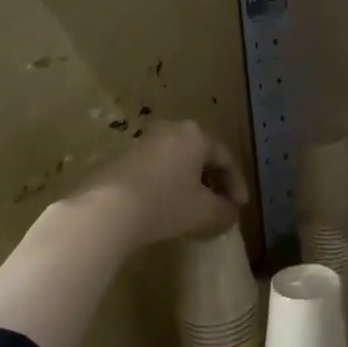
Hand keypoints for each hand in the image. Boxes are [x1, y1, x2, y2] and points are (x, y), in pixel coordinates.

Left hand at [62, 120, 248, 254]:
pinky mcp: (124, 158)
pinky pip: (158, 170)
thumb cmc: (165, 203)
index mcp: (196, 135)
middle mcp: (172, 130)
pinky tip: (167, 208)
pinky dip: (169, 186)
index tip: (240, 208)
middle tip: (220, 206)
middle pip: (201, 157)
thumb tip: (231, 215)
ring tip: (195, 210)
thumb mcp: (204, 212)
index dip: (237, 185)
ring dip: (191, 185)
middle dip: (214, 183)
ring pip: (178, 163)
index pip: (226, 158)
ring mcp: (145, 142)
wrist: (107, 209)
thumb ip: (225, 213)